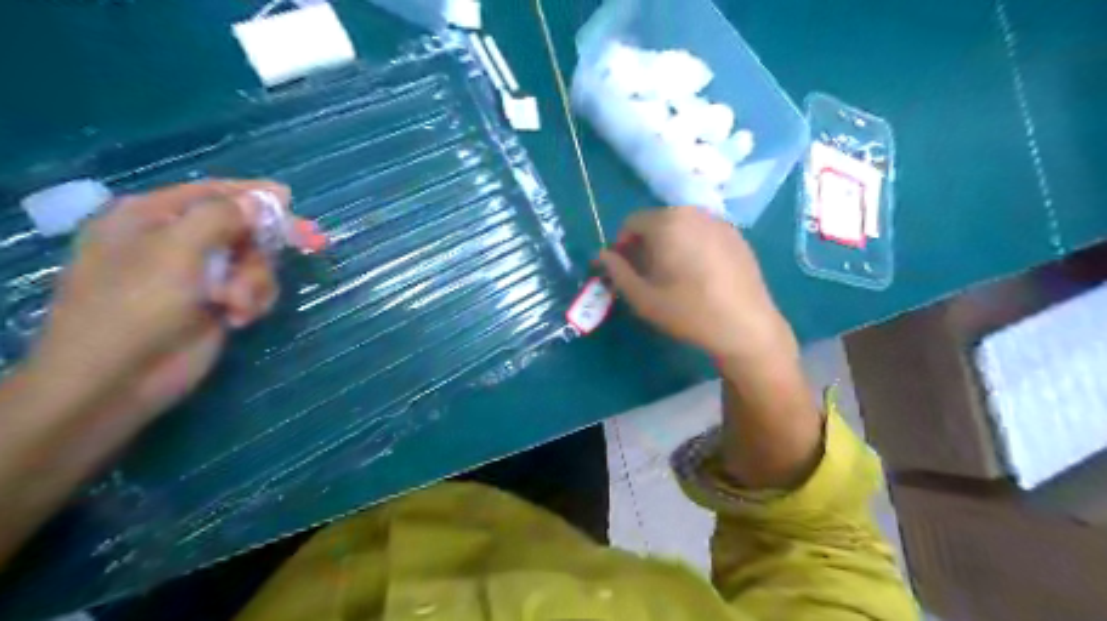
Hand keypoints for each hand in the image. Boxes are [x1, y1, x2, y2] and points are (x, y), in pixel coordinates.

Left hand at [26, 180, 290, 425]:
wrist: (119, 379)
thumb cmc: (136, 306)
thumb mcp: (176, 250)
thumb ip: (221, 218)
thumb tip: (262, 200)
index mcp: (151, 218)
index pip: (210, 192)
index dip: (251, 193)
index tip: (289, 197)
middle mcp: (176, 242)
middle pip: (241, 228)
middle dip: (263, 245)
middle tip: (311, 243)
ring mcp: (198, 276)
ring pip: (254, 262)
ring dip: (256, 281)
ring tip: (237, 303)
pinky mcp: (217, 303)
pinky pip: (254, 289)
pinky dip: (253, 301)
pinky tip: (238, 318)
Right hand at [598, 208, 796, 365]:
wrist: (746, 326)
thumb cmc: (689, 312)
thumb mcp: (643, 297)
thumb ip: (617, 272)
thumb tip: (601, 256)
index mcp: (668, 223)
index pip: (632, 222)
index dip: (621, 245)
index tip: (624, 271)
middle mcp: (694, 213)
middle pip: (657, 221)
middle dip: (645, 244)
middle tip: (646, 275)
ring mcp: (720, 223)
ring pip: (682, 226)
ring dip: (669, 244)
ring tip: (672, 276)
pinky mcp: (737, 236)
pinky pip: (703, 233)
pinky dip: (692, 246)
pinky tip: (699, 276)